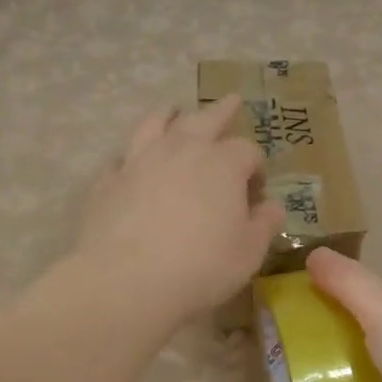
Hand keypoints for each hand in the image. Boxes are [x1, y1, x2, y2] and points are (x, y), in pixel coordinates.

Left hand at [77, 96, 285, 320]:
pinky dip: (130, 155)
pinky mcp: (108, 180)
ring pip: (156, 124)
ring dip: (168, 115)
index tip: (256, 191)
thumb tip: (273, 207)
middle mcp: (182, 150)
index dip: (256, 167)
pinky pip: (121, 158)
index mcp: (222, 164)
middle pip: (205, 119)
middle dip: (221, 110)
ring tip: (173, 110)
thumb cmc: (201, 267)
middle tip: (231, 100)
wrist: (127, 280)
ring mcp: (140, 161)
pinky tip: (130, 161)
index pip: (247, 151)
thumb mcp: (248, 252)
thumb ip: (264, 225)